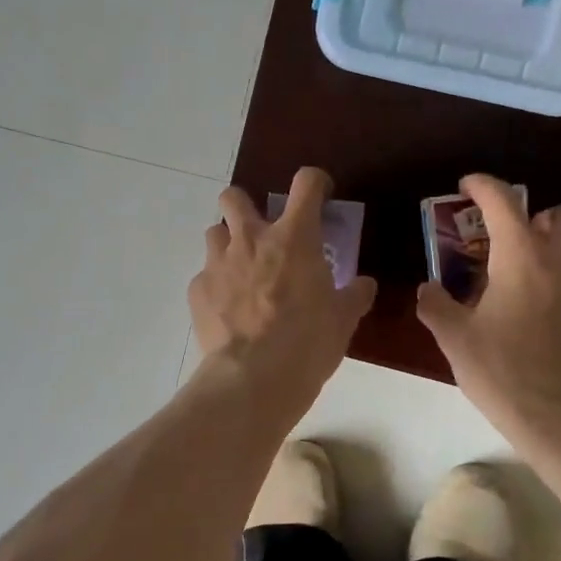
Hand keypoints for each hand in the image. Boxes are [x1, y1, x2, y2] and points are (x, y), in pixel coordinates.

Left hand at [190, 167, 376, 418]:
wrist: (253, 378)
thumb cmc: (308, 343)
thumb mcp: (343, 320)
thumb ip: (354, 296)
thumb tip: (363, 286)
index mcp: (294, 237)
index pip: (306, 183)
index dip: (315, 182)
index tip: (319, 195)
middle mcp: (251, 239)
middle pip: (235, 196)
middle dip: (246, 205)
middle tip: (261, 231)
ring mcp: (218, 262)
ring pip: (214, 232)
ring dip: (228, 244)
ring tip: (241, 272)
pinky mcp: (197, 290)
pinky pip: (205, 276)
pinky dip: (216, 285)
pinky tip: (228, 310)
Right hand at [416, 176, 560, 449]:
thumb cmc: (504, 373)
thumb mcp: (455, 340)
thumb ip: (436, 306)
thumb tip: (428, 288)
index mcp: (522, 258)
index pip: (504, 202)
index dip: (483, 185)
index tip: (467, 185)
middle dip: (544, 215)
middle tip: (518, 239)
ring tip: (537, 276)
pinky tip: (555, 318)